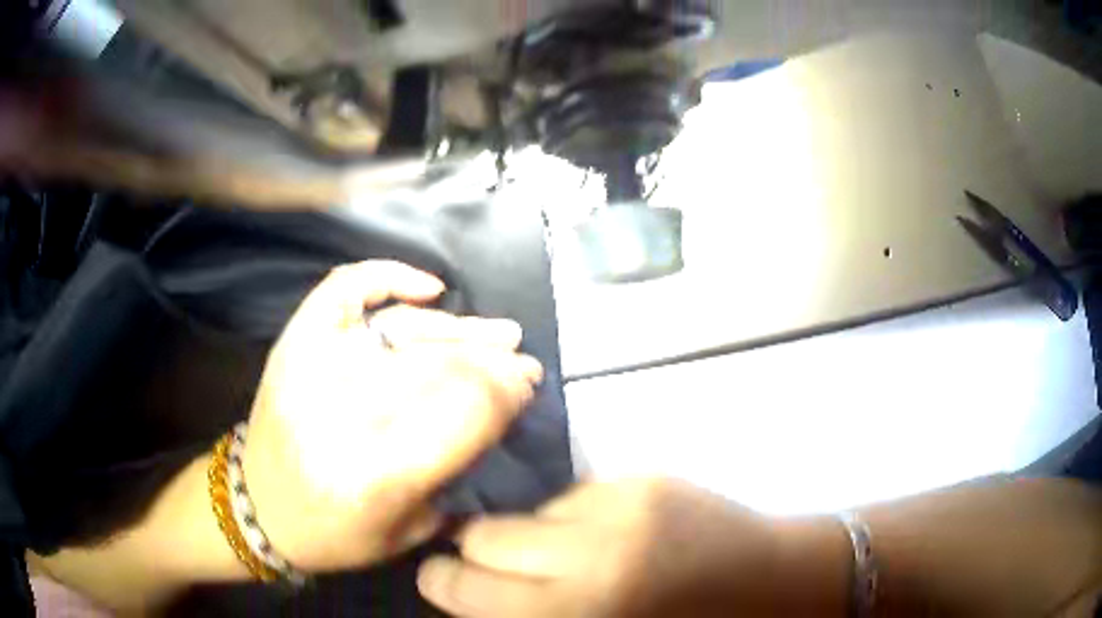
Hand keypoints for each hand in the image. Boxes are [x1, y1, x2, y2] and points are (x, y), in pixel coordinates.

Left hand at [241, 261, 543, 571]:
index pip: (463, 413)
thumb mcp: (408, 531)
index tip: (527, 387)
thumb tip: (496, 411)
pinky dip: (390, 277)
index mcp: (378, 476)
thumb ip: (453, 474)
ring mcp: (315, 366)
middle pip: (439, 368)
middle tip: (523, 362)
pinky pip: (347, 289)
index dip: (504, 394)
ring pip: (406, 331)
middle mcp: (344, 413)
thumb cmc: (335, 533)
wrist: (259, 507)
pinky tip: (430, 290)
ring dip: (461, 331)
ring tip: (501, 332)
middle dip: (493, 363)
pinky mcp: (297, 342)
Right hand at [417, 480, 850, 617]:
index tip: (440, 580)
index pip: (465, 588)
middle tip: (486, 567)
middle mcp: (590, 555)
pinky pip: (573, 496)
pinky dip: (569, 518)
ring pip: (525, 511)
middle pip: (483, 536)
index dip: (442, 583)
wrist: (773, 582)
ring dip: (526, 535)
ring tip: (555, 554)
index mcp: (579, 610)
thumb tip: (477, 594)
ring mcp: (620, 507)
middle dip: (474, 554)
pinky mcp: (644, 480)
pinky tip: (598, 536)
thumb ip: (534, 613)